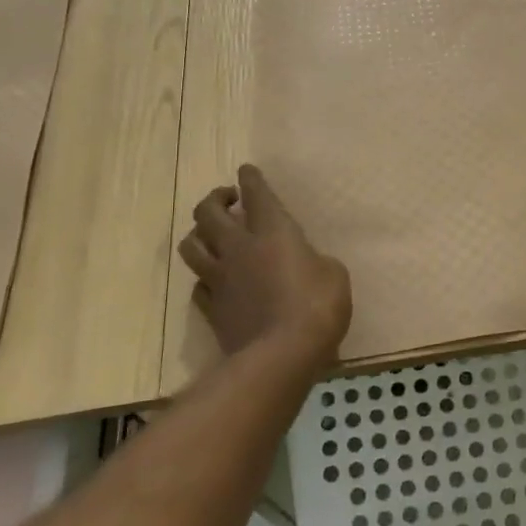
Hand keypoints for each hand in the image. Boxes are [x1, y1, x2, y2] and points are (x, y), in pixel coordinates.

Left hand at [178, 164, 351, 367]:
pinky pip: (198, 285)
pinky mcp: (212, 309)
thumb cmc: (318, 306)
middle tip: (228, 199)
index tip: (246, 170)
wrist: (281, 355)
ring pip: (191, 245)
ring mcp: (221, 279)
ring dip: (198, 233)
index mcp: (274, 231)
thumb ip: (314, 260)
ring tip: (212, 234)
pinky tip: (214, 278)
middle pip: (208, 213)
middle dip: (215, 199)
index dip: (250, 178)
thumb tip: (305, 262)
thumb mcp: (334, 274)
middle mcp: (240, 248)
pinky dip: (204, 276)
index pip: (256, 194)